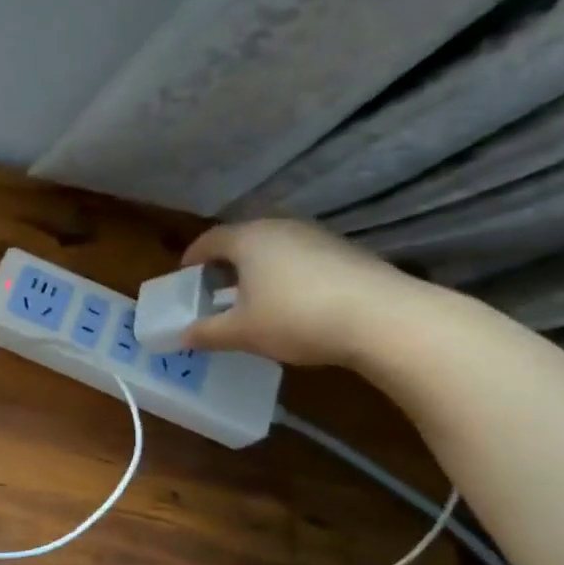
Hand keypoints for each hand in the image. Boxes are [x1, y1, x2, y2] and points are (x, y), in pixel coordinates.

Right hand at [179, 219, 427, 367]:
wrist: (382, 318)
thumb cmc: (295, 318)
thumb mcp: (241, 332)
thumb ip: (207, 333)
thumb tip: (181, 336)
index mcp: (248, 239)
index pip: (210, 240)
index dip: (193, 257)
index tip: (184, 275)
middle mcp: (281, 228)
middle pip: (243, 240)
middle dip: (225, 263)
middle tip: (214, 289)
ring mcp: (317, 237)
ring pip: (275, 248)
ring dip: (258, 269)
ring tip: (252, 299)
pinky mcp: (346, 252)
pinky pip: (302, 258)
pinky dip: (287, 275)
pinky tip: (292, 303)